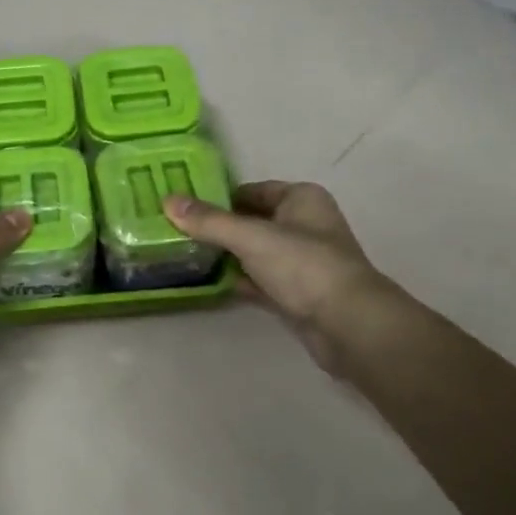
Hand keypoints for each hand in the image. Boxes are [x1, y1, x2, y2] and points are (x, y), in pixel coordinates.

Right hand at [164, 181, 399, 376]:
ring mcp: (301, 262)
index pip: (252, 190)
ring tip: (184, 255)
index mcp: (301, 199)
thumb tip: (168, 200)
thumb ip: (209, 221)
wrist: (347, 324)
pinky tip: (208, 283)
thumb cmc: (303, 266)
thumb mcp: (251, 237)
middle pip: (251, 221)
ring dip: (226, 256)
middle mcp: (303, 225)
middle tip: (176, 231)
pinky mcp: (296, 294)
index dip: (218, 197)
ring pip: (254, 252)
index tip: (183, 207)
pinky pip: (259, 280)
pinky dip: (238, 280)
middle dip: (218, 228)